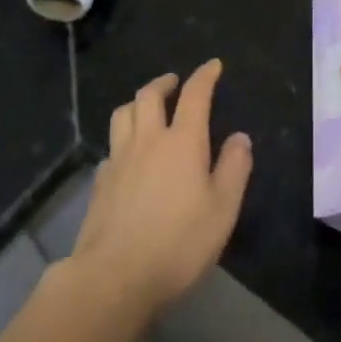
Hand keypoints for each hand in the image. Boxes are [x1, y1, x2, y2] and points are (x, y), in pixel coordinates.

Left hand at [70, 59, 252, 321]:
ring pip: (123, 114)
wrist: (114, 276)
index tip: (213, 66)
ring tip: (146, 107)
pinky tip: (127, 156)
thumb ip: (234, 168)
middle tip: (174, 82)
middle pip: (149, 95)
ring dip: (137, 103)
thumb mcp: (222, 209)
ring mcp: (118, 159)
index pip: (194, 95)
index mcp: (182, 141)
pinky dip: (122, 141)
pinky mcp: (99, 183)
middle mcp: (148, 140)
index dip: (204, 76)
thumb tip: (240, 137)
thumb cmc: (178, 242)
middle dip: (164, 82)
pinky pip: (111, 147)